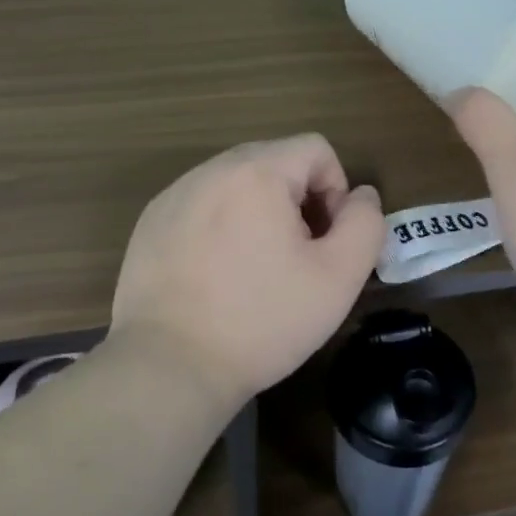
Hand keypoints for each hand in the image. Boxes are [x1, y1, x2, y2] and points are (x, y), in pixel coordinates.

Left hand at [107, 135, 384, 407]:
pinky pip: (203, 205)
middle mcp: (212, 169)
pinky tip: (217, 276)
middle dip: (298, 201)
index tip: (326, 241)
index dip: (336, 190)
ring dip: (259, 212)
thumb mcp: (338, 278)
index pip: (315, 149)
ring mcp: (175, 194)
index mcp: (257, 171)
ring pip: (238, 183)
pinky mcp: (151, 221)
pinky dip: (221, 227)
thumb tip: (362, 195)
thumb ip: (365, 224)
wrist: (168, 367)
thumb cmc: (261, 320)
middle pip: (276, 162)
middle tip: (296, 257)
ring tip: (256, 268)